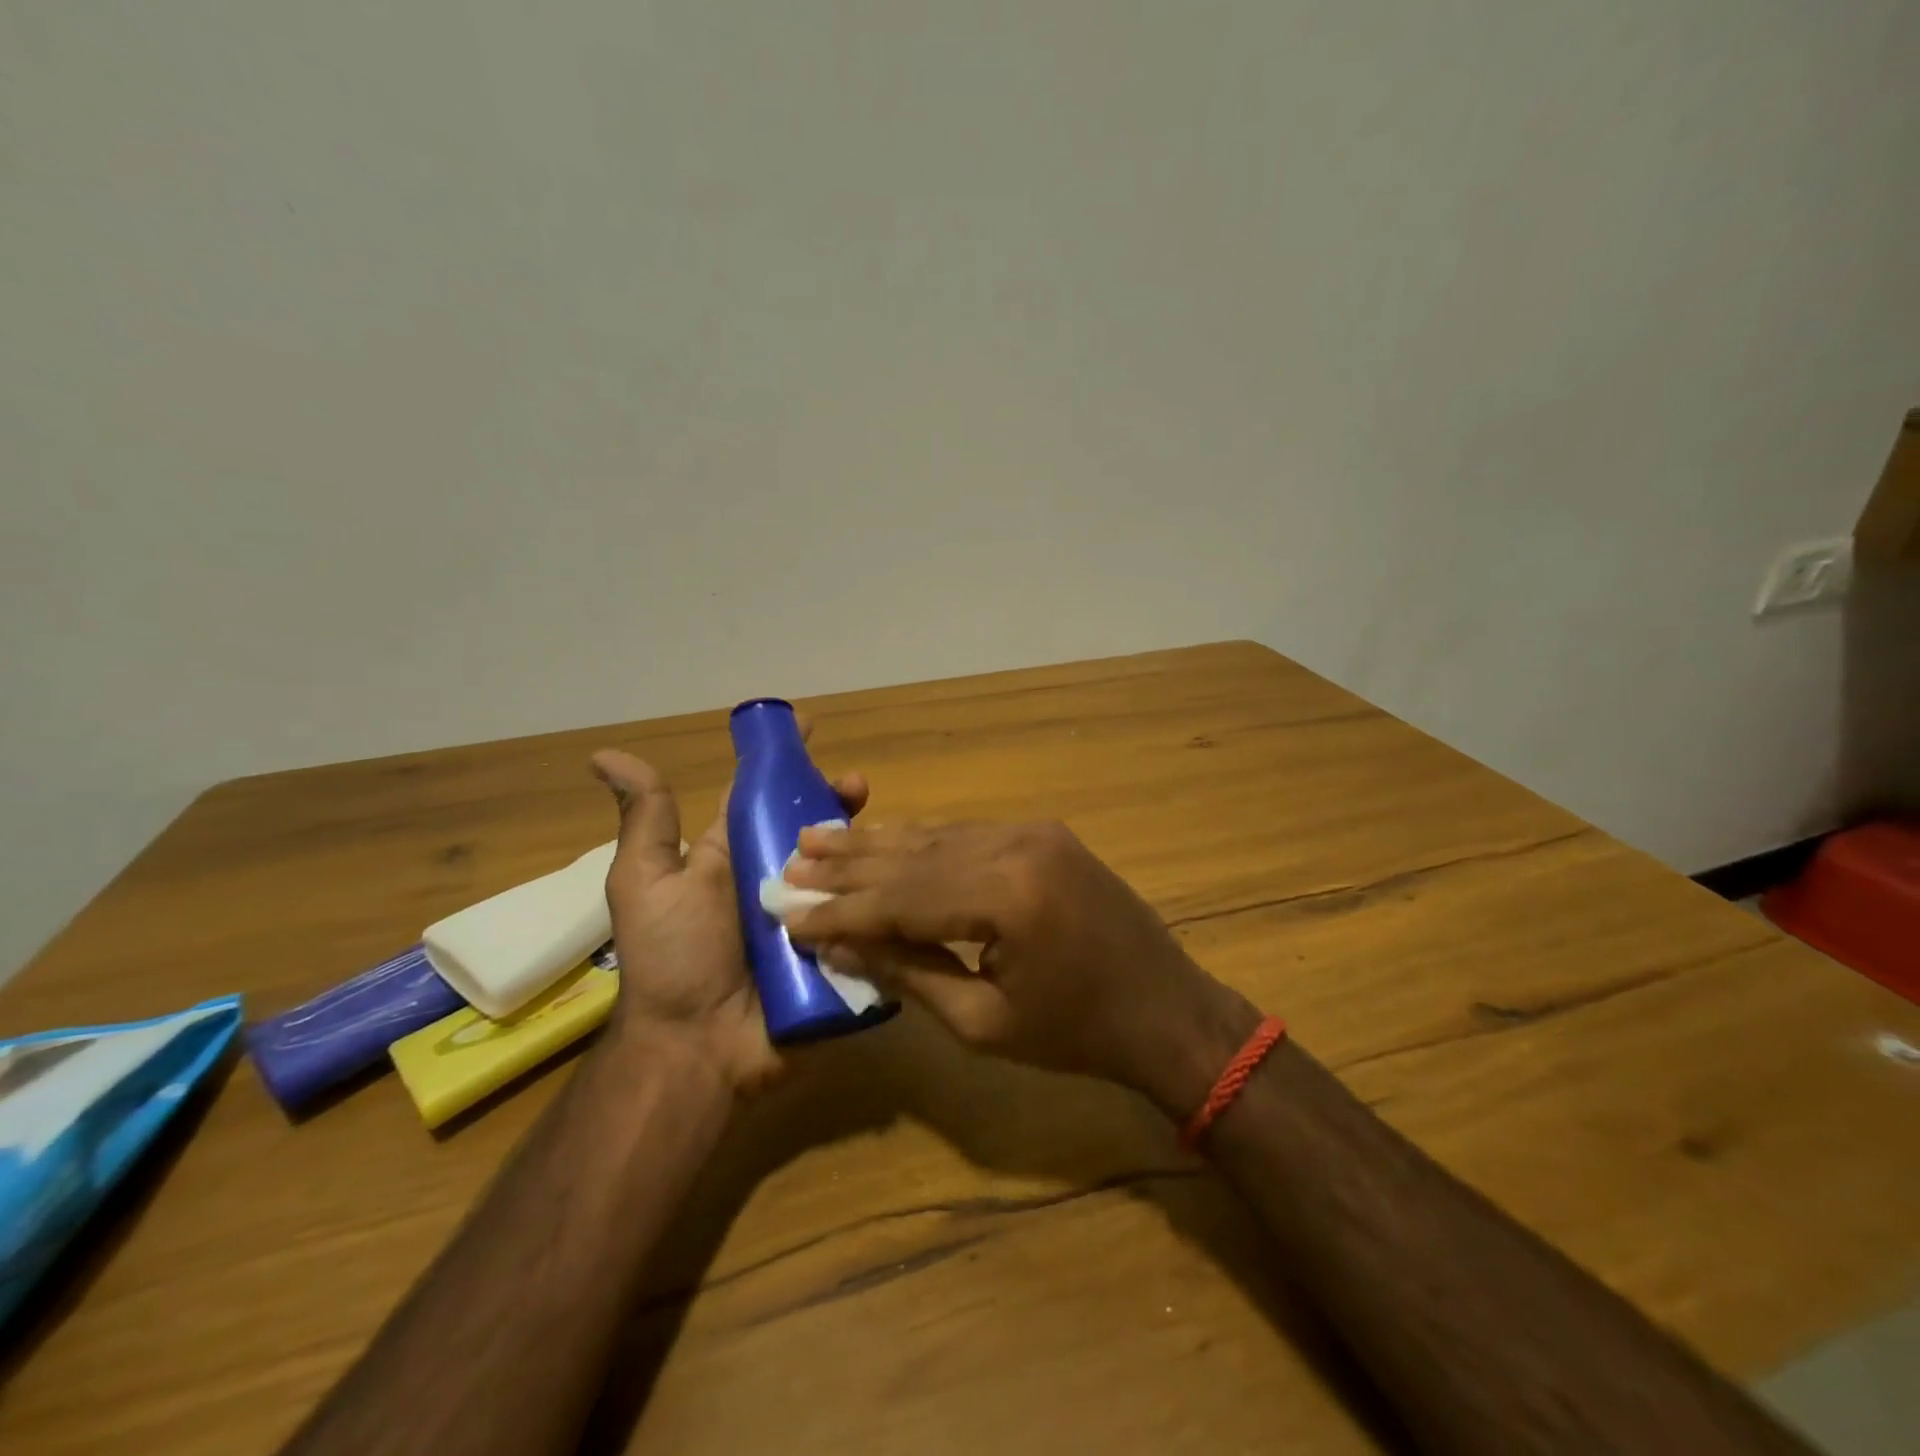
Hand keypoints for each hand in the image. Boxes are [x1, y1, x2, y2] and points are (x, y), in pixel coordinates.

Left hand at [589, 750, 867, 1096]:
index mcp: (736, 855)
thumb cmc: (672, 958)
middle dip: (839, 800)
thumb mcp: (647, 882)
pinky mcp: (838, 949)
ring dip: (866, 843)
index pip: (766, 796)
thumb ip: (646, 822)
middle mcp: (778, 878)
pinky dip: (882, 895)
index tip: (814, 730)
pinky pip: (864, 914)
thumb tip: (604, 756)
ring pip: (846, 866)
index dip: (788, 763)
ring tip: (882, 831)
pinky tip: (903, 875)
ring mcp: (812, 914)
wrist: (699, 1048)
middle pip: (816, 827)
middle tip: (859, 788)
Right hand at [782, 821, 1259, 1118]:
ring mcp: (1033, 832)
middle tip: (790, 861)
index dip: (841, 909)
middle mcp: (1017, 846)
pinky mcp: (1043, 833)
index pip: (901, 897)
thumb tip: (841, 943)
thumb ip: (908, 972)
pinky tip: (886, 842)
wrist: (1165, 1009)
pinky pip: (967, 834)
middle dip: (849, 864)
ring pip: (937, 836)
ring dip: (879, 844)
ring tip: (820, 840)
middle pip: (914, 855)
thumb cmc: (1075, 1034)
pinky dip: (922, 843)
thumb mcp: (983, 1023)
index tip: (788, 911)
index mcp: (1006, 898)